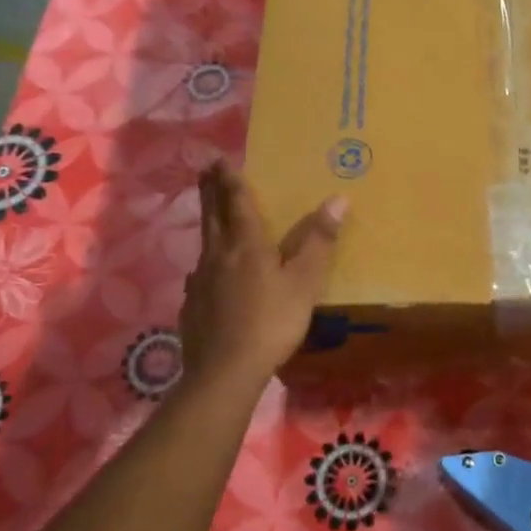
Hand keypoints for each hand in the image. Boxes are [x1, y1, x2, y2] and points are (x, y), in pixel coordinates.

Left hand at [180, 161, 346, 387]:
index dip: (231, 180)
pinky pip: (200, 274)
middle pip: (213, 216)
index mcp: (246, 246)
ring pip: (204, 243)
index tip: (220, 159)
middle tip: (204, 170)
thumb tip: (338, 198)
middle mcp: (218, 256)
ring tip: (210, 215)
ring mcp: (200, 282)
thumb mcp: (305, 282)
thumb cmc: (271, 322)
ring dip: (208, 222)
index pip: (237, 203)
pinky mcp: (192, 306)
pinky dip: (206, 262)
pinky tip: (208, 273)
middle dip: (210, 190)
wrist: (225, 371)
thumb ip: (319, 241)